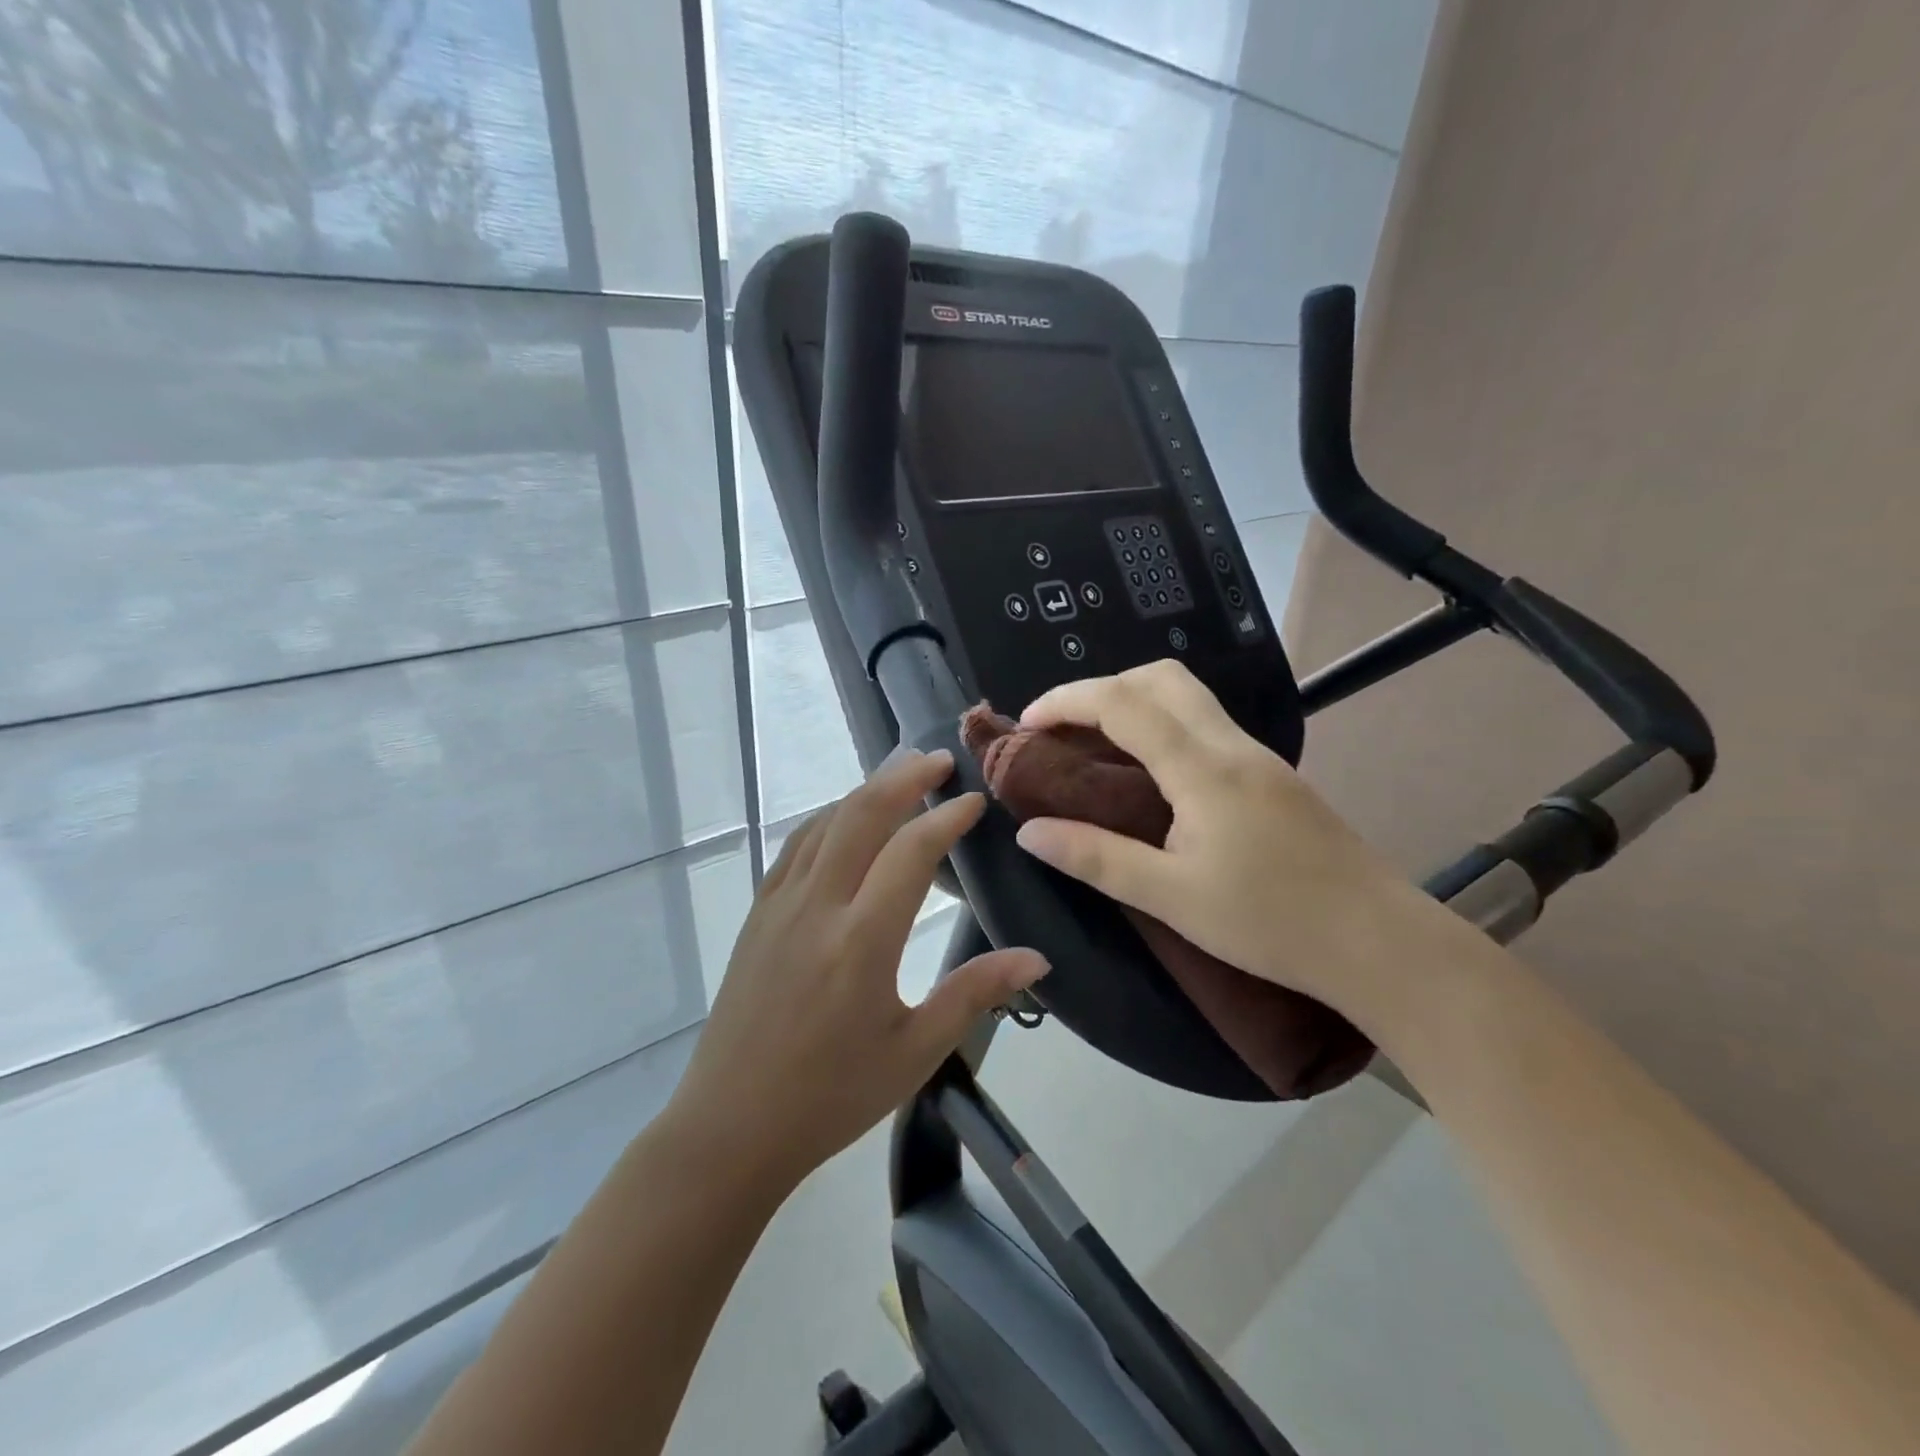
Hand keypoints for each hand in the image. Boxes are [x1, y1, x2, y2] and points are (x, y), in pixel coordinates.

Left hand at [666, 749, 1047, 1192]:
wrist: (731, 1126)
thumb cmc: (831, 1096)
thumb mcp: (915, 1052)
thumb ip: (975, 995)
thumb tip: (1038, 958)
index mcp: (861, 941)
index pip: (910, 852)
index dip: (946, 818)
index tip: (975, 802)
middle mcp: (817, 907)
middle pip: (861, 815)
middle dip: (903, 778)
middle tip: (938, 761)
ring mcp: (779, 905)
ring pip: (825, 823)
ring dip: (865, 791)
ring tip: (899, 775)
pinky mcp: (757, 914)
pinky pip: (796, 846)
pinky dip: (828, 818)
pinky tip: (845, 820)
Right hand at [1013, 660, 1448, 1026]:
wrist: (1379, 942)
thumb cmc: (1271, 923)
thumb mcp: (1172, 898)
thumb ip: (1096, 858)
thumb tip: (1029, 832)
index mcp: (1203, 767)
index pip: (1123, 702)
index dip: (1067, 701)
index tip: (1026, 724)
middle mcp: (1232, 745)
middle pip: (1161, 677)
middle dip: (1101, 688)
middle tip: (1062, 731)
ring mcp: (1258, 756)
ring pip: (1188, 696)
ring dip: (1134, 701)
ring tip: (1097, 747)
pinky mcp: (1273, 775)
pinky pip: (1205, 724)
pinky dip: (1162, 724)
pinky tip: (1150, 772)